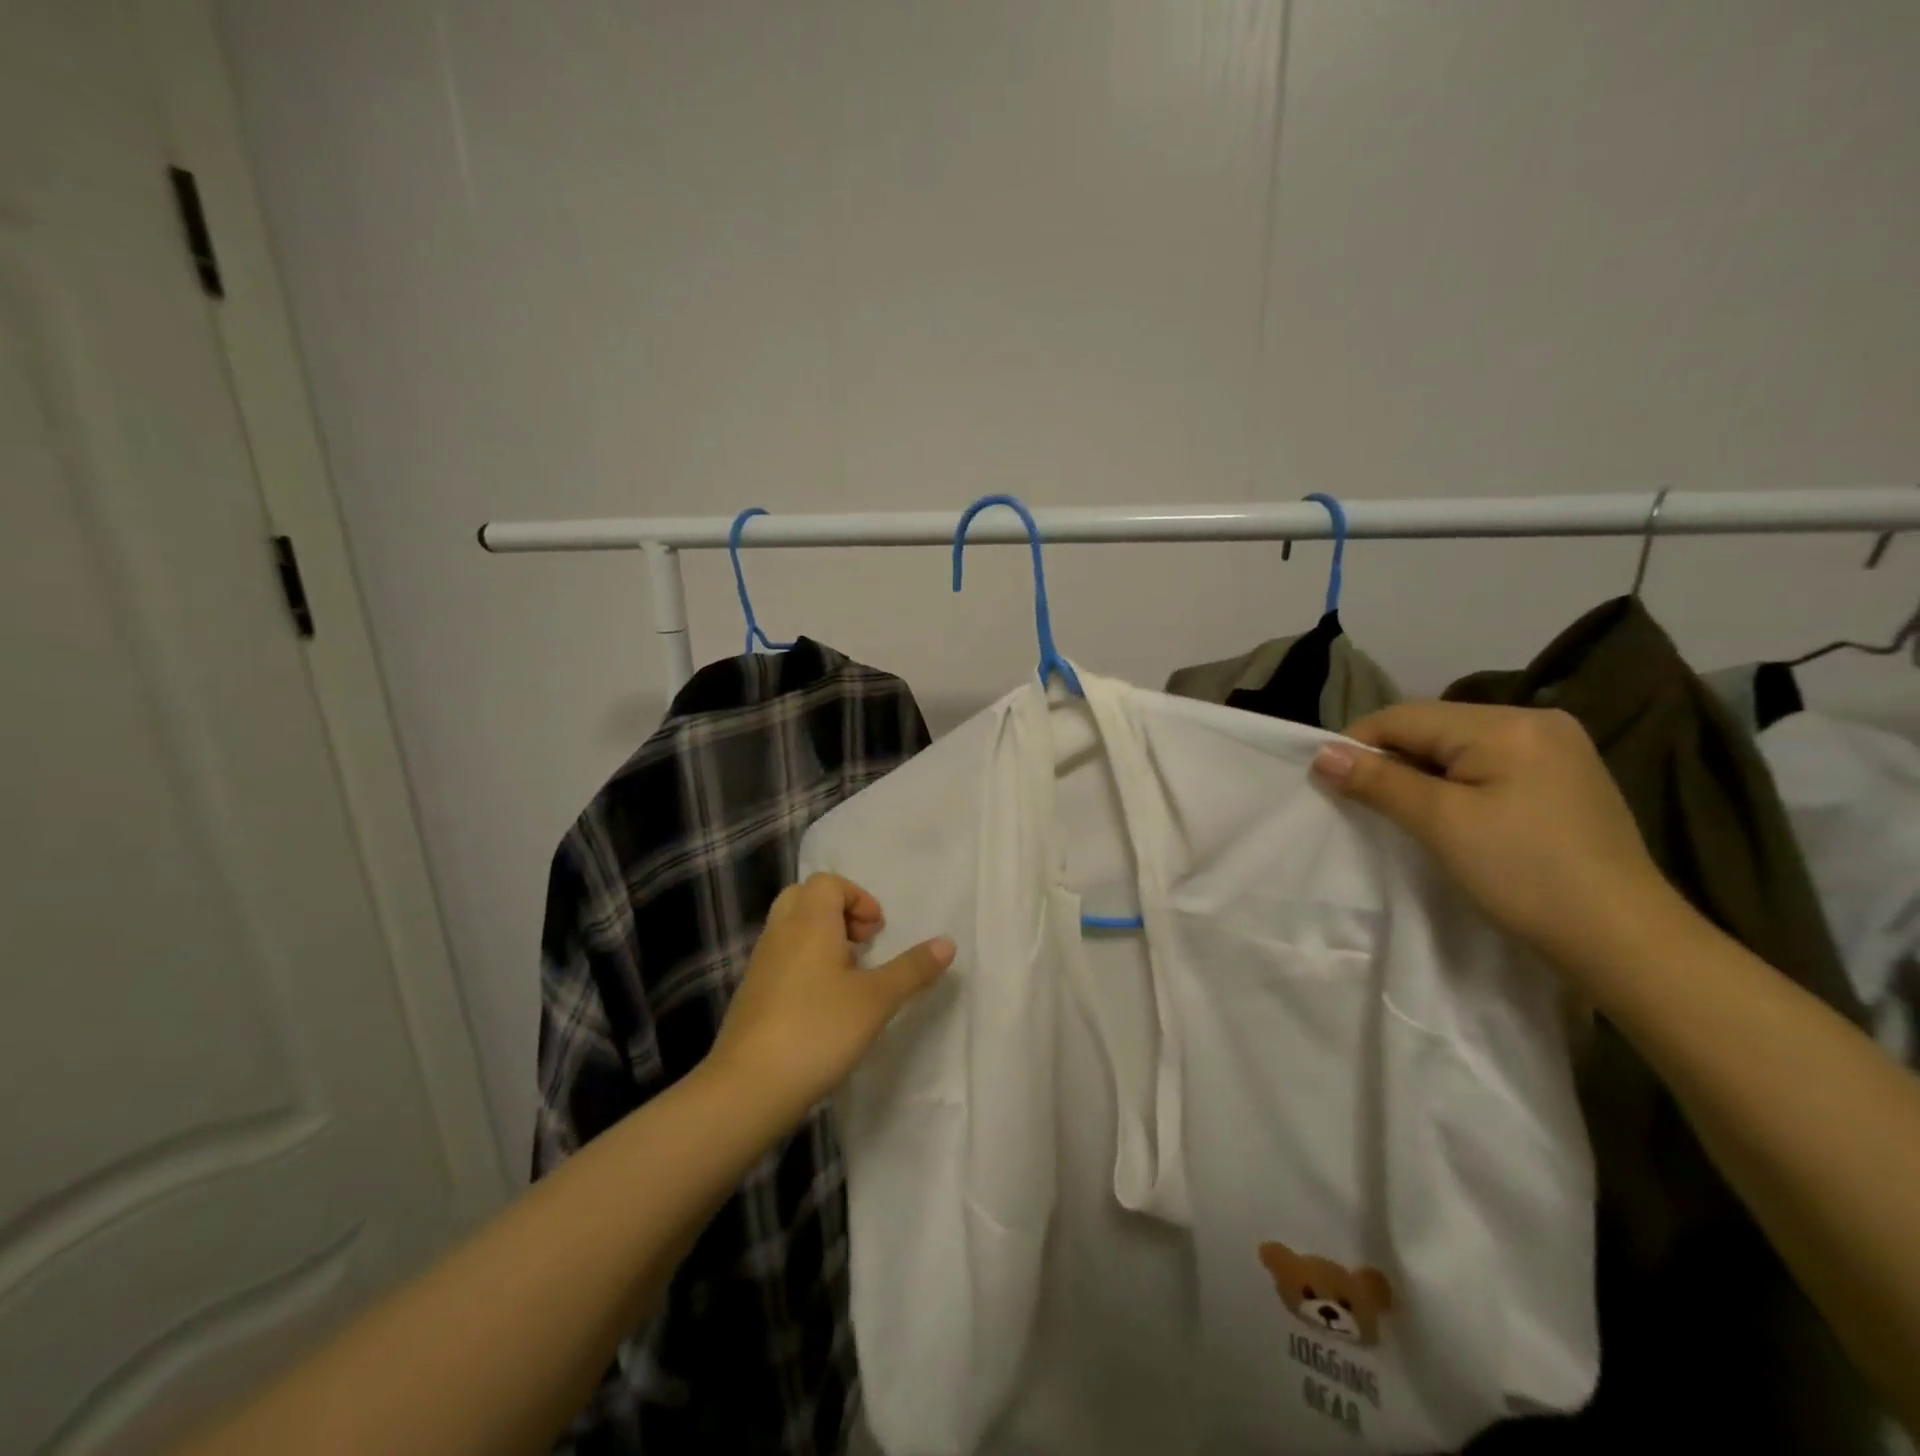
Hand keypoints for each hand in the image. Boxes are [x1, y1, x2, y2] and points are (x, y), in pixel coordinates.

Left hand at [707, 873, 953, 1120]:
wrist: (748, 1087)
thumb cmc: (818, 1030)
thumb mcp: (876, 1000)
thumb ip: (912, 969)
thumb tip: (948, 942)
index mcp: (809, 922)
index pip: (828, 882)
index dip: (858, 898)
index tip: (877, 933)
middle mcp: (781, 932)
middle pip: (805, 897)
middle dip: (838, 912)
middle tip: (862, 944)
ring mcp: (761, 963)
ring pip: (791, 928)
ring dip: (822, 938)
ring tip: (848, 977)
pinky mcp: (751, 993)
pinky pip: (781, 957)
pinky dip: (804, 963)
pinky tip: (822, 1004)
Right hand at [1312, 703, 1689, 989]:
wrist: (1624, 941)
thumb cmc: (1525, 875)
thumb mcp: (1441, 823)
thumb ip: (1379, 781)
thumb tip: (1321, 754)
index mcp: (1507, 724)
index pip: (1406, 716)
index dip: (1358, 744)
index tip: (1327, 781)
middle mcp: (1536, 721)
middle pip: (1433, 727)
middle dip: (1390, 759)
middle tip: (1360, 801)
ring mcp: (1557, 749)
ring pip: (1457, 747)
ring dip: (1419, 772)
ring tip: (1399, 810)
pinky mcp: (1564, 778)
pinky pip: (1486, 765)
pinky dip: (1453, 783)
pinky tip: (1447, 813)